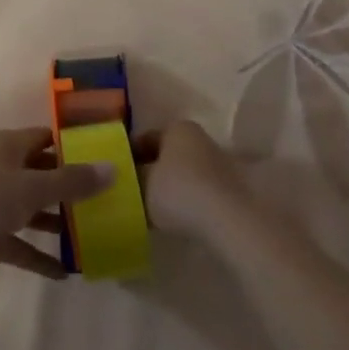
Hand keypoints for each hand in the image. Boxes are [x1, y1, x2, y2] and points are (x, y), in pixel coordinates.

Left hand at [0, 127, 111, 280]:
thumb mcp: (31, 186)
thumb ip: (72, 182)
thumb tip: (113, 168)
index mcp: (10, 147)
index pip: (47, 139)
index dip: (74, 146)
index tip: (105, 157)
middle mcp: (3, 171)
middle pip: (42, 175)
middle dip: (70, 188)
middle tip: (108, 201)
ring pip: (33, 211)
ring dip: (58, 223)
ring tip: (95, 236)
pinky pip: (21, 246)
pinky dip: (40, 258)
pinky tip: (68, 274)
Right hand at [135, 120, 251, 240]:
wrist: (227, 221)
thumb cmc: (178, 191)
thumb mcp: (142, 184)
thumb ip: (130, 177)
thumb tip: (124, 177)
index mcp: (177, 128)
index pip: (146, 137)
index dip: (129, 154)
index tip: (118, 173)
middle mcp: (200, 139)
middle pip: (167, 154)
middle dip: (150, 170)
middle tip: (132, 190)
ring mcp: (219, 163)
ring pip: (183, 173)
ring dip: (169, 187)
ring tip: (151, 208)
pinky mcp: (230, 189)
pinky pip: (199, 191)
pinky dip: (186, 201)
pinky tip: (175, 218)